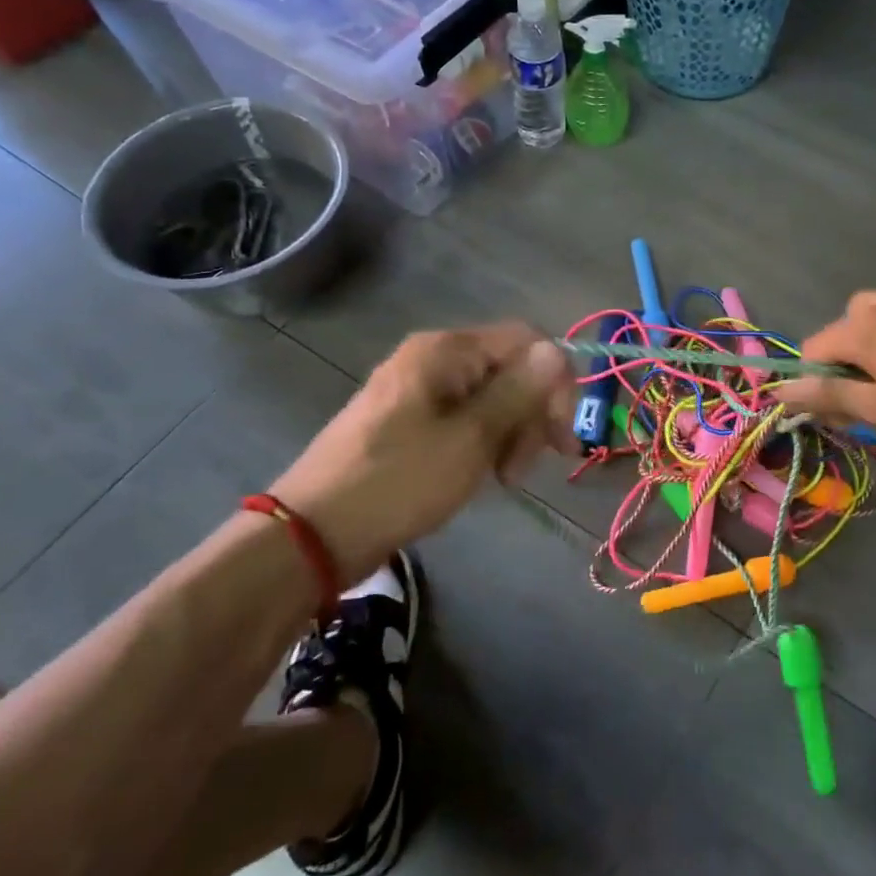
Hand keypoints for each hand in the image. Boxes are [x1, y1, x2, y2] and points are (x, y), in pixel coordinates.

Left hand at [268, 324, 576, 580]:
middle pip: (509, 369)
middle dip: (530, 414)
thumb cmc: (400, 480)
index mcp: (446, 350)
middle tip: (524, 468)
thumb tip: (557, 352)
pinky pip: (462, 418)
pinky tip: (479, 474)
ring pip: (488, 398)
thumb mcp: (471, 438)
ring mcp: (416, 389)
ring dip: (509, 434)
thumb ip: (518, 392)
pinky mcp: (406, 420)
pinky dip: (482, 443)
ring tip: (502, 479)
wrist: (314, 533)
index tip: (562, 437)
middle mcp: (432, 358)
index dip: (555, 383)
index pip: (527, 342)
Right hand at [778, 292, 875, 452]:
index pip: (812, 351)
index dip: (815, 385)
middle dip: (846, 369)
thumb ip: (825, 396)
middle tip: (870, 407)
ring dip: (874, 360)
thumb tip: (779, 391)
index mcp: (859, 324)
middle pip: (843, 335)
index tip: (839, 415)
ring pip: (875, 331)